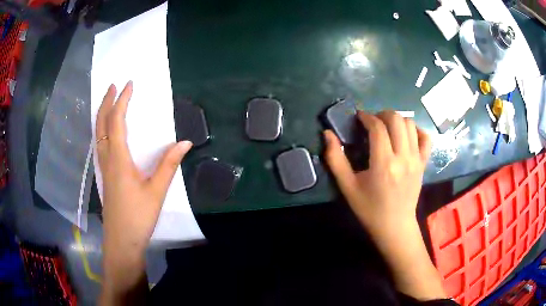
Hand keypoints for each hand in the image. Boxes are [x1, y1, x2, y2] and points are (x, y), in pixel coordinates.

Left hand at [96, 81, 191, 302]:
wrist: (121, 241)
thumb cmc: (138, 217)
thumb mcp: (156, 191)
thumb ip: (169, 165)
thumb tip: (185, 142)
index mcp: (118, 159)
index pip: (117, 122)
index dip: (122, 101)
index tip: (129, 84)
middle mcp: (107, 159)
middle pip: (101, 125)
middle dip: (106, 103)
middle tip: (113, 86)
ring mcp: (103, 167)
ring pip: (98, 134)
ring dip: (103, 115)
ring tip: (109, 102)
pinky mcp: (105, 175)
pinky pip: (100, 144)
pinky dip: (102, 129)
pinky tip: (107, 131)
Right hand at [324, 110, 430, 236]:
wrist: (394, 226)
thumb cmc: (369, 208)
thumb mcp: (347, 187)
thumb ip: (335, 159)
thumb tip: (327, 134)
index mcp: (383, 164)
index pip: (378, 127)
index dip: (366, 117)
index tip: (359, 118)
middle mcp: (403, 157)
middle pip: (396, 119)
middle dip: (382, 114)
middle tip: (372, 122)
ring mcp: (416, 160)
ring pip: (410, 125)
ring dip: (397, 120)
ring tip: (387, 128)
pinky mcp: (423, 163)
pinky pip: (425, 138)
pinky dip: (416, 131)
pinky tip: (406, 136)